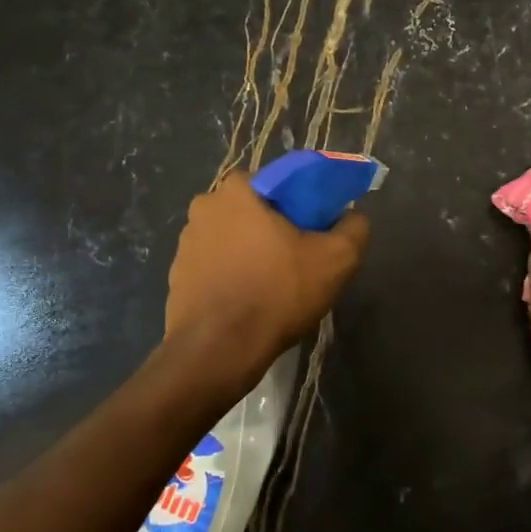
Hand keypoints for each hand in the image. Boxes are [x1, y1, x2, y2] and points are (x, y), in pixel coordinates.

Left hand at [163, 172, 371, 385]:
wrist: (218, 350)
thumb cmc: (278, 293)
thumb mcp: (337, 259)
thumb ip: (354, 228)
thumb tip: (353, 217)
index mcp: (238, 191)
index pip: (278, 181)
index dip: (302, 203)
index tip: (315, 230)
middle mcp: (205, 207)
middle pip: (253, 209)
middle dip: (274, 227)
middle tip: (299, 258)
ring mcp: (185, 243)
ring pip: (232, 238)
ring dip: (251, 252)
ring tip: (274, 284)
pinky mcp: (177, 276)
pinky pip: (215, 266)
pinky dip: (232, 276)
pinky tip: (250, 301)